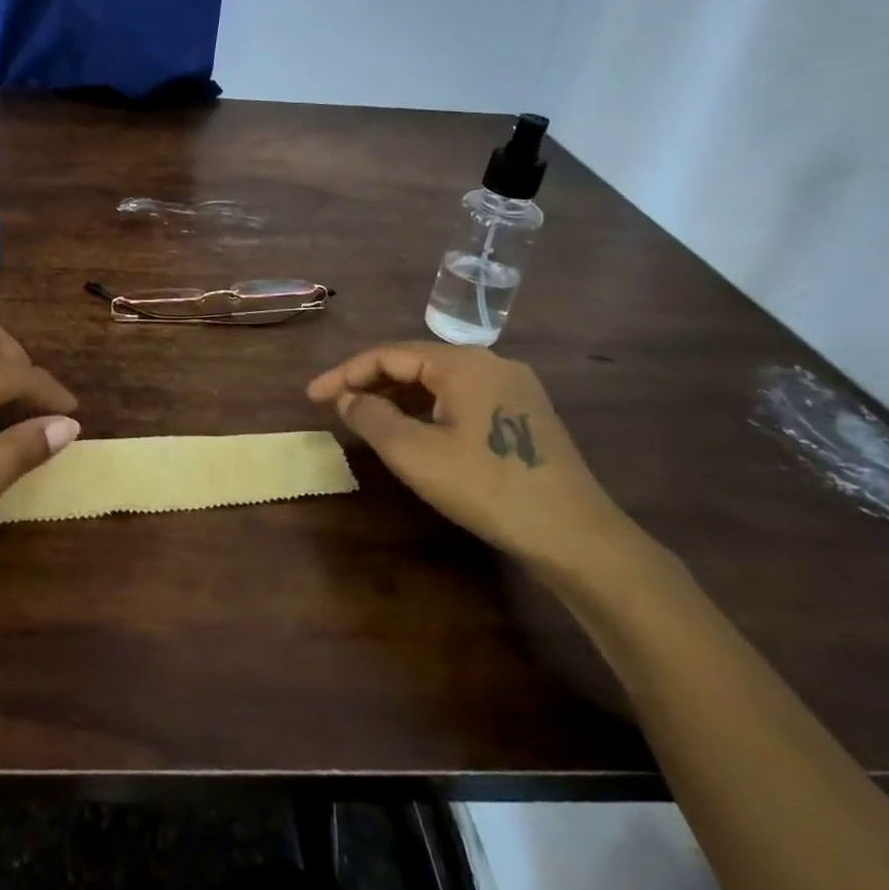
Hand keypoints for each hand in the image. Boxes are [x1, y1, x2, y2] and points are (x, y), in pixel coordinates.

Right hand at [307, 343, 647, 585]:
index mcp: (462, 362)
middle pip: (415, 363)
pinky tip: (414, 431)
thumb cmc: (487, 487)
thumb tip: (348, 399)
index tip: (312, 397)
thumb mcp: (414, 453)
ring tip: (366, 419)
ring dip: (398, 397)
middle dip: (370, 383)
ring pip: (439, 382)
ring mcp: (513, 387)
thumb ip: (371, 417)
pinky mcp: (525, 414)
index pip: (388, 355)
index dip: (345, 373)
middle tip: (335, 407)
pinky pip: (462, 398)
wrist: (576, 535)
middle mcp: (490, 362)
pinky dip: (428, 409)